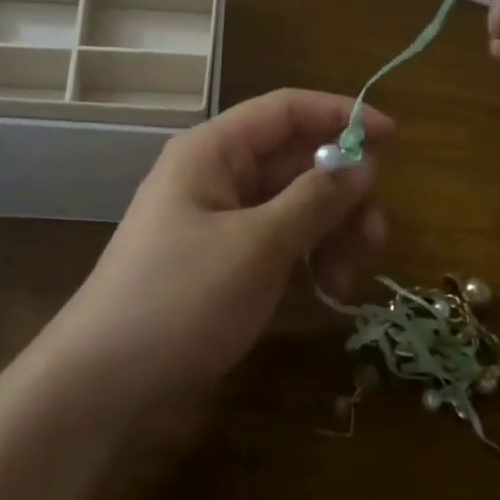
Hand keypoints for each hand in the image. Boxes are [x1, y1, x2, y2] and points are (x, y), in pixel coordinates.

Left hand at [42, 89, 391, 424]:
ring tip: (351, 275)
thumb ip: (314, 200)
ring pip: (292, 204)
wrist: (103, 389)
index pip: (286, 110)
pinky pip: (278, 242)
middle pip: (295, 160)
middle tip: (377, 234)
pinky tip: (328, 290)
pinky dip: (308, 257)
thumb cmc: (180, 300)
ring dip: (330, 230)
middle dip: (342, 190)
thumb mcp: (257, 247)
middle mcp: (216, 176)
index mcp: (213, 151)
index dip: (341, 115)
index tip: (396, 138)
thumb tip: (363, 163)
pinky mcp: (223, 263)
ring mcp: (219, 221)